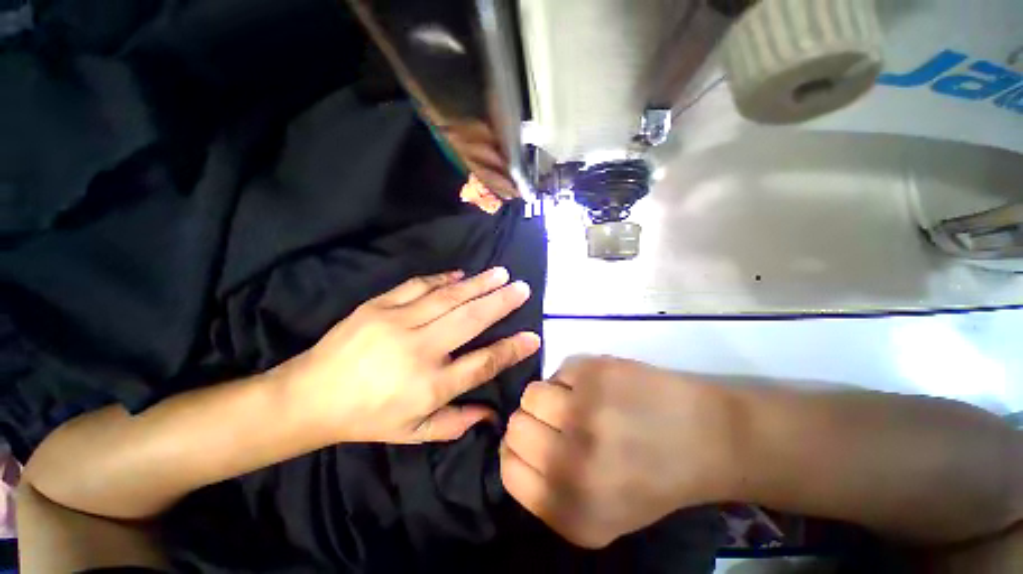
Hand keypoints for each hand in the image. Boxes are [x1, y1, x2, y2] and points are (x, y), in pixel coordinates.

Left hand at [284, 267, 539, 443]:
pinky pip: (418, 286)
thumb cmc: (367, 418)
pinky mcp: (378, 306)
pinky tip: (461, 274)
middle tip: (523, 288)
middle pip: (470, 321)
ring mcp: (398, 323)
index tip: (532, 336)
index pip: (482, 364)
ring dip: (479, 284)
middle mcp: (419, 351)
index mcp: (429, 386)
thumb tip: (492, 414)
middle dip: (501, 303)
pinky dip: (443, 279)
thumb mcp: (413, 433)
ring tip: (501, 274)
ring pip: (449, 298)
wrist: (310, 396)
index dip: (510, 350)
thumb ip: (456, 423)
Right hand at [500, 356, 738, 547]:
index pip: (508, 469)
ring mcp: (584, 411)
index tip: (536, 443)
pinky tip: (600, 387)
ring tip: (580, 402)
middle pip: (516, 426)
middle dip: (533, 421)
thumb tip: (513, 450)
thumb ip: (549, 493)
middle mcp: (572, 464)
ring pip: (532, 393)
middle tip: (561, 421)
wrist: (707, 438)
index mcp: (572, 510)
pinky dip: (573, 378)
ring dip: (551, 396)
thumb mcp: (600, 514)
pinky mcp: (596, 372)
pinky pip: (559, 370)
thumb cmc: (652, 478)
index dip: (517, 451)